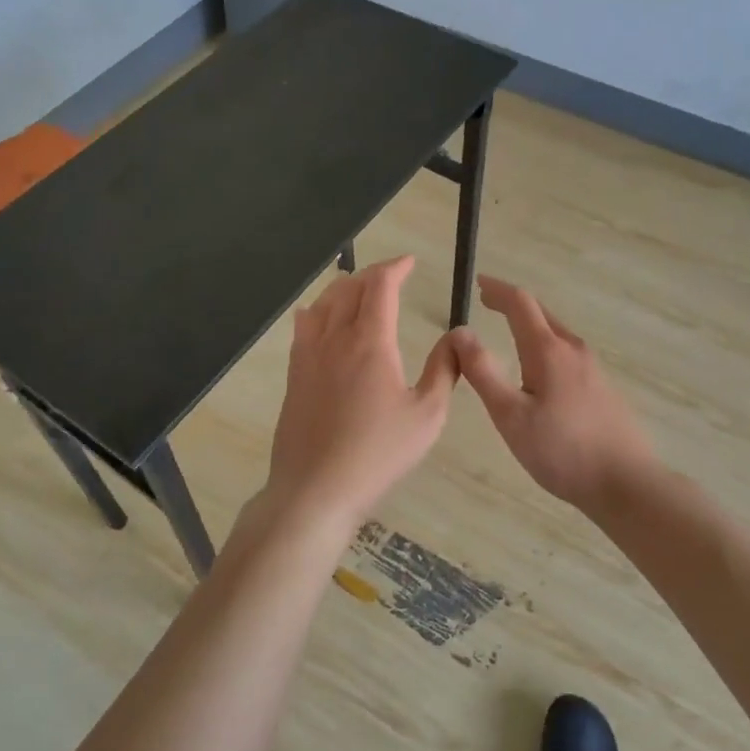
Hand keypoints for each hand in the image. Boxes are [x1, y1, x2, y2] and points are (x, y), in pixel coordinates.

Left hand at [258, 255, 458, 537]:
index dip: (395, 267)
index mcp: (371, 342)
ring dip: (343, 288)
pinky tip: (318, 317)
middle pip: (349, 288)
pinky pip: (302, 327)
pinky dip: (316, 310)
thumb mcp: (427, 415)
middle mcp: (335, 338)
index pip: (380, 286)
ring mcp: (308, 355)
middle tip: (391, 277)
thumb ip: (443, 371)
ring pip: (322, 303)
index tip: (410, 262)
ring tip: (358, 289)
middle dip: (372, 274)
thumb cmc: (378, 454)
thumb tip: (455, 339)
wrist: (316, 488)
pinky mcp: (294, 375)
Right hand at [450, 276, 657, 513]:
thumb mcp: (510, 415)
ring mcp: (593, 368)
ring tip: (508, 332)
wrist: (627, 483)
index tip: (478, 283)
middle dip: (512, 304)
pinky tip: (539, 370)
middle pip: (541, 314)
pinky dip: (545, 345)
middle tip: (487, 303)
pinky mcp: (602, 388)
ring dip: (530, 325)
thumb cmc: (562, 451)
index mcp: (549, 351)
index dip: (497, 290)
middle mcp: (574, 350)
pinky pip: (567, 354)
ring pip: (556, 334)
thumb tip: (460, 332)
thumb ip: (483, 372)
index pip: (520, 303)